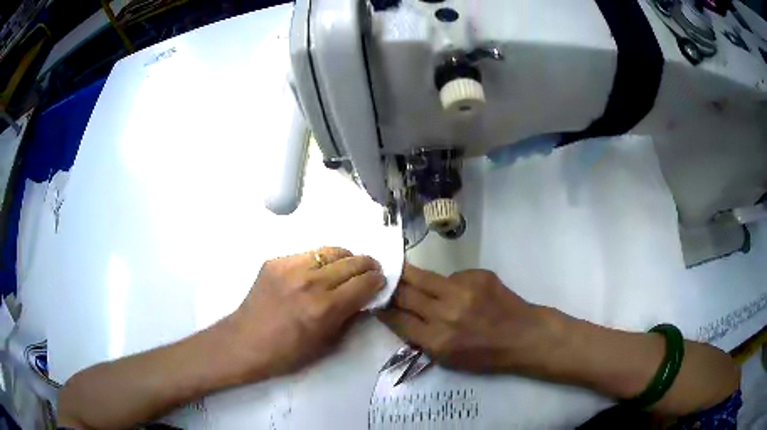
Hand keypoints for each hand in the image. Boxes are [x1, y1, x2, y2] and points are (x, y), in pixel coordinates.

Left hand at [228, 247, 384, 379]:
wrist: (245, 342)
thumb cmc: (287, 353)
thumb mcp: (327, 345)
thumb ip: (349, 318)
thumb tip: (364, 299)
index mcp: (325, 308)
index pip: (364, 282)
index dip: (377, 281)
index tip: (380, 282)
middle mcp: (310, 281)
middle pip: (352, 261)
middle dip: (367, 265)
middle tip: (370, 271)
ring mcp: (290, 267)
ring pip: (331, 251)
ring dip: (345, 258)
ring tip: (346, 267)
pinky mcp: (275, 261)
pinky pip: (307, 253)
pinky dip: (319, 261)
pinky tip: (316, 272)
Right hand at [379, 264, 553, 372]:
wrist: (524, 335)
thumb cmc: (486, 355)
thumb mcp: (448, 359)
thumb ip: (422, 338)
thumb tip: (401, 316)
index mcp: (437, 340)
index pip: (398, 319)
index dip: (383, 309)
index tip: (375, 300)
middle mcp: (446, 313)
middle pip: (405, 293)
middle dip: (390, 286)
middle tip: (380, 278)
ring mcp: (463, 290)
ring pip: (422, 276)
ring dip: (408, 274)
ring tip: (399, 268)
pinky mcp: (477, 275)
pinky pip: (451, 275)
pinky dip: (446, 282)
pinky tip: (456, 290)